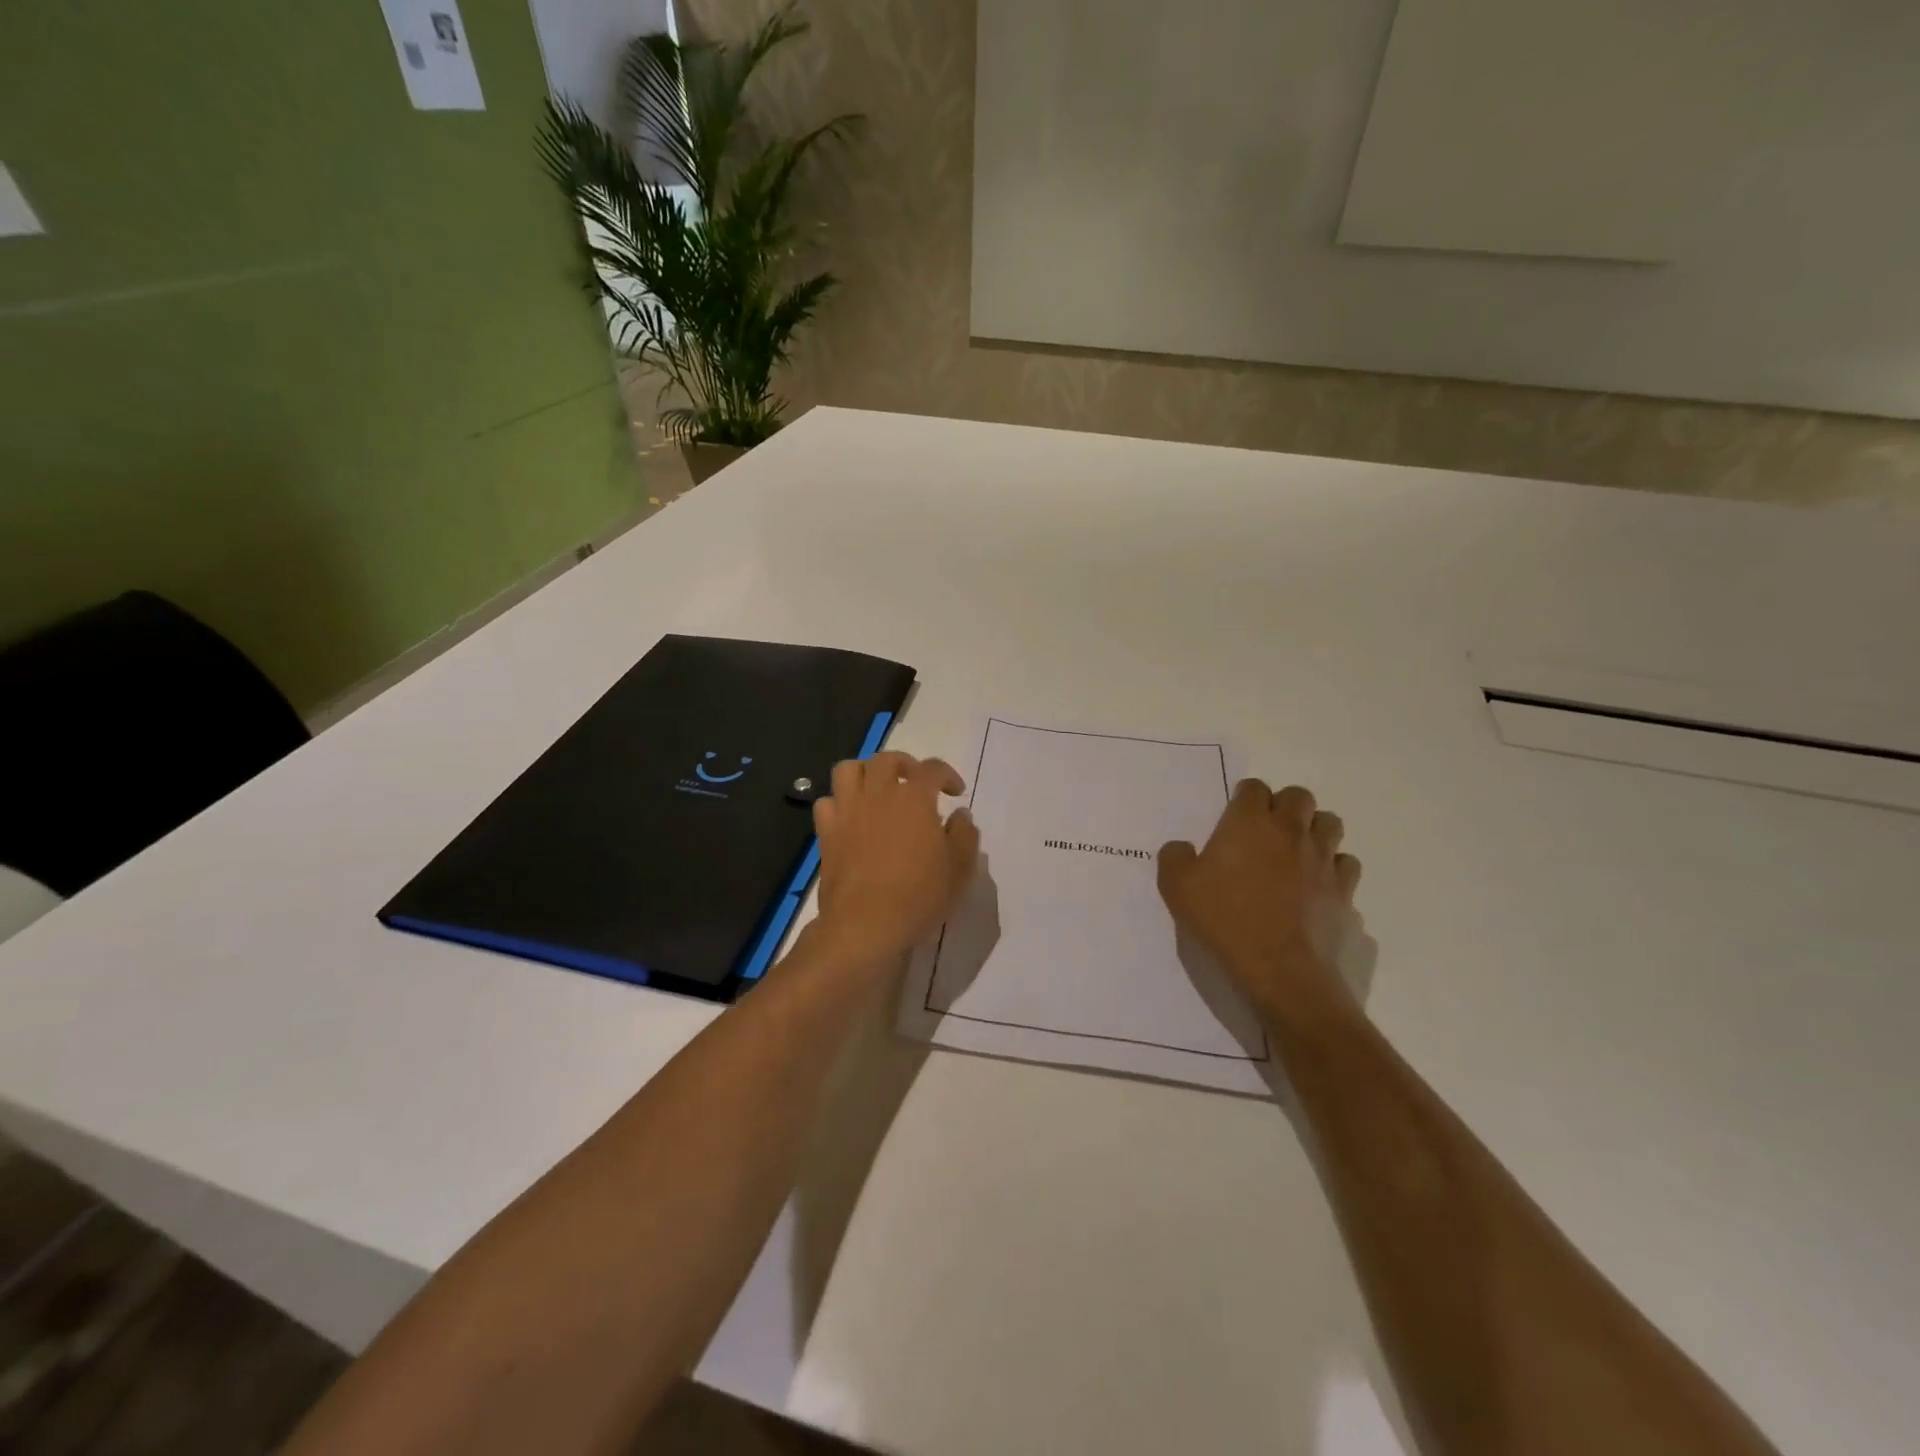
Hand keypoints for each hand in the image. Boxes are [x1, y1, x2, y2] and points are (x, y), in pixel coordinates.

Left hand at [809, 751, 979, 971]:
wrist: (865, 925)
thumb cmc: (918, 896)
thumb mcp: (959, 869)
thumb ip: (964, 835)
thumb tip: (960, 815)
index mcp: (914, 798)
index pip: (932, 768)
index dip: (947, 774)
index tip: (955, 792)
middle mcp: (878, 794)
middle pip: (886, 759)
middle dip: (905, 764)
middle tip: (915, 783)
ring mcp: (847, 811)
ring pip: (848, 769)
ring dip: (865, 772)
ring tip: (877, 790)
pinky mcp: (826, 832)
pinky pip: (826, 802)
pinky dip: (839, 803)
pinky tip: (851, 818)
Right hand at [1158, 781, 1362, 1021]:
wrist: (1282, 972)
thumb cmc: (1225, 922)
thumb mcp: (1177, 888)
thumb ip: (1174, 858)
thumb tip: (1182, 848)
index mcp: (1249, 822)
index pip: (1254, 788)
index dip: (1244, 798)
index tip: (1233, 818)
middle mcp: (1290, 831)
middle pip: (1298, 796)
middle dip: (1284, 806)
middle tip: (1266, 832)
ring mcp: (1323, 860)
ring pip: (1330, 824)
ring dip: (1313, 830)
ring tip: (1296, 853)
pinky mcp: (1344, 890)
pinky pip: (1345, 865)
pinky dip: (1333, 868)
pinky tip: (1317, 885)